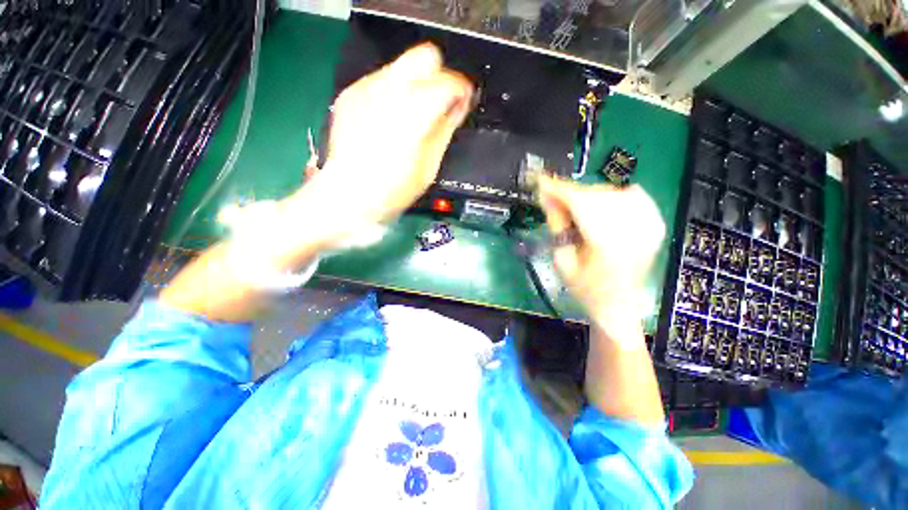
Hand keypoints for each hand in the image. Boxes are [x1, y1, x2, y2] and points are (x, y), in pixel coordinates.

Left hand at [288, 43, 473, 246]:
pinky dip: (393, 94)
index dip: (462, 91)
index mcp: (415, 110)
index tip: (462, 103)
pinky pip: (380, 80)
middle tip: (439, 104)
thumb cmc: (395, 188)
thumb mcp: (430, 164)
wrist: (350, 194)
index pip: (449, 82)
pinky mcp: (351, 93)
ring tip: (412, 117)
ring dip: (415, 86)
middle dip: (439, 77)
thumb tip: (459, 106)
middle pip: (425, 56)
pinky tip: (389, 120)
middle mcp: (390, 88)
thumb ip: (447, 128)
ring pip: (402, 67)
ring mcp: (366, 88)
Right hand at [537, 176, 664, 332]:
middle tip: (552, 196)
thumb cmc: (586, 290)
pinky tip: (600, 204)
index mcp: (608, 245)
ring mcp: (649, 225)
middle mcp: (634, 231)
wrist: (619, 305)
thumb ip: (558, 226)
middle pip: (597, 195)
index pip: (582, 204)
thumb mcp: (563, 261)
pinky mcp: (654, 223)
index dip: (560, 190)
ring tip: (573, 206)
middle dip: (570, 192)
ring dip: (588, 194)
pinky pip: (633, 195)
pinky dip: (612, 194)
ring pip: (613, 192)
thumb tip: (547, 197)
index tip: (541, 182)